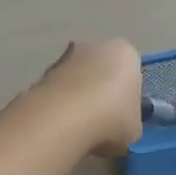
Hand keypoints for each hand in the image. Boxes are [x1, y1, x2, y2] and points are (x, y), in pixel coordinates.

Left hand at [35, 39, 143, 155]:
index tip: (123, 116)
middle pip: (101, 69)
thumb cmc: (111, 119)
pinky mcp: (41, 72)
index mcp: (125, 53)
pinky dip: (59, 104)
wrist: (63, 119)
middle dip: (100, 91)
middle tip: (101, 122)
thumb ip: (129, 121)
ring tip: (78, 128)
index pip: (132, 71)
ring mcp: (64, 56)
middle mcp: (95, 45)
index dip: (128, 95)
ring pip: (77, 78)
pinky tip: (60, 126)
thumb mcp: (134, 129)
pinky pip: (58, 90)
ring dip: (77, 97)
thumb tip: (119, 126)